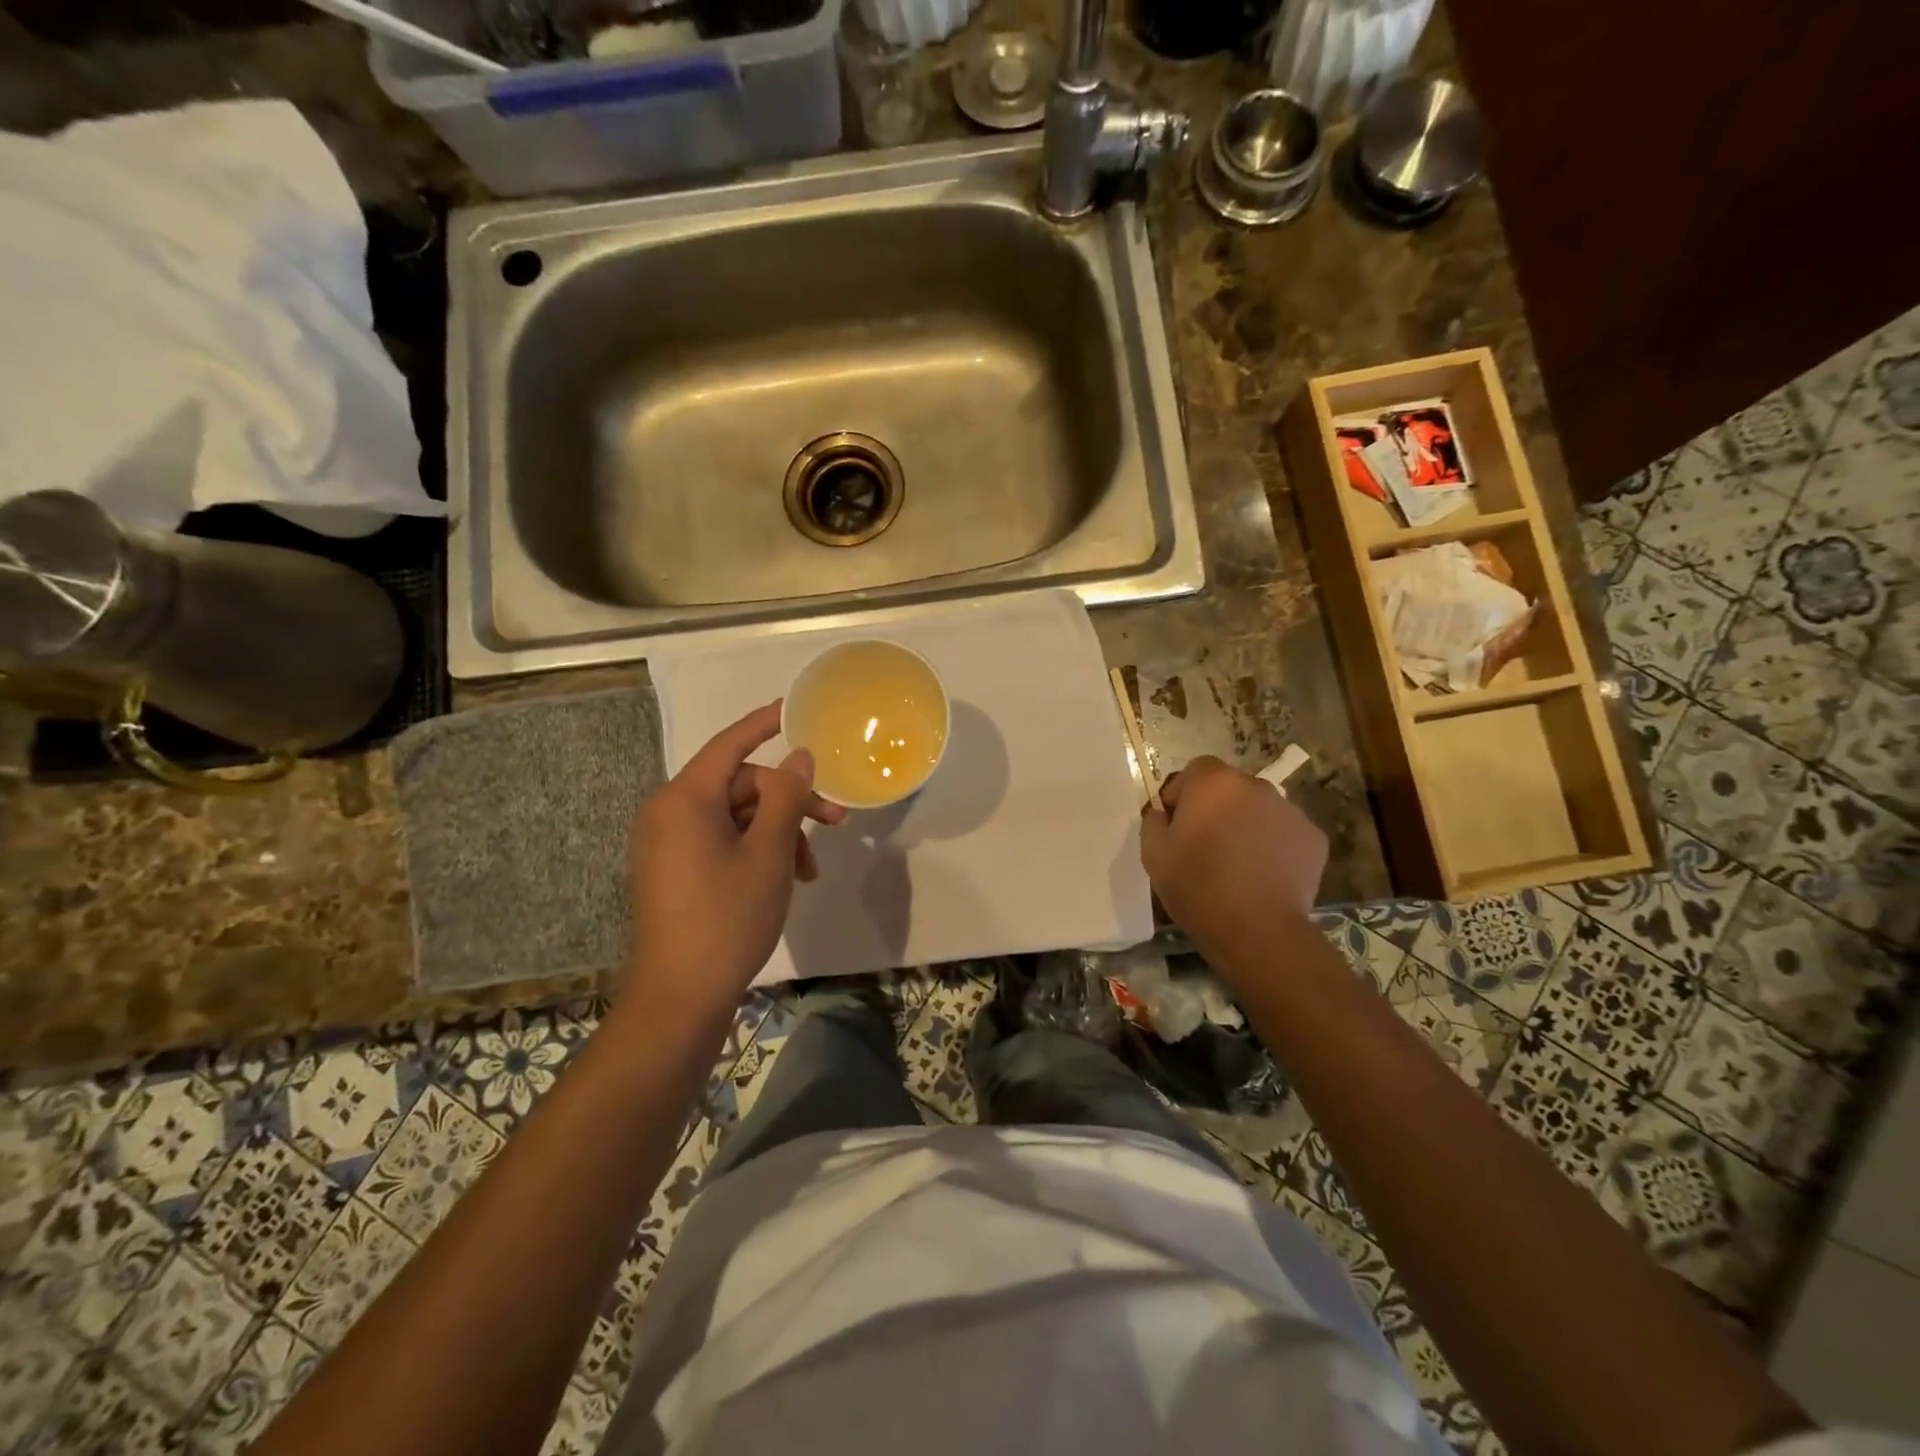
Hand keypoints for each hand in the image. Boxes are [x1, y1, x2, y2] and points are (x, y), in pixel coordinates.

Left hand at [623, 702, 845, 1021]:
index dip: (764, 723)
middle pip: (740, 786)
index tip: (794, 709)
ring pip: (735, 817)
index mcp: (685, 799)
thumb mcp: (769, 852)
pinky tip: (786, 877)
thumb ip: (787, 797)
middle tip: (835, 821)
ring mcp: (668, 844)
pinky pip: (721, 840)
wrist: (680, 997)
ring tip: (810, 869)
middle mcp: (668, 813)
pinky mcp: (673, 870)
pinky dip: (756, 849)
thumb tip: (799, 757)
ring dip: (778, 832)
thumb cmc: (727, 917)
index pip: (730, 745)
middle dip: (789, 801)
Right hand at [1140, 756, 1327, 974]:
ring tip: (1238, 863)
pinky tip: (1265, 876)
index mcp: (1214, 783)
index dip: (1183, 794)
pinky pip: (1285, 833)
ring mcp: (1290, 811)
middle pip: (1230, 788)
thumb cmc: (1197, 886)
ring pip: (1260, 810)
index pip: (1196, 770)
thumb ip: (1154, 823)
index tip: (1176, 824)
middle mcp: (1256, 786)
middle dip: (1217, 808)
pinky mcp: (1314, 838)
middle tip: (1206, 845)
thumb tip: (1164, 815)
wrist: (1257, 930)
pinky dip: (1275, 846)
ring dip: (1247, 825)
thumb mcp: (1153, 854)